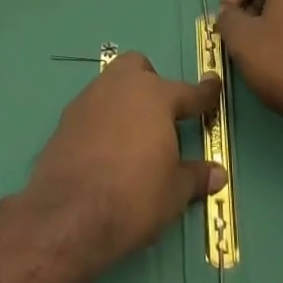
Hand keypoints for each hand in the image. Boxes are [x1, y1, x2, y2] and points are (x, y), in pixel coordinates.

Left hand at [22, 53, 225, 272]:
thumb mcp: (174, 192)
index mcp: (155, 97)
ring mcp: (89, 99)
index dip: (204, 93)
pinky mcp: (65, 119)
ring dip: (125, 100)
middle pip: (139, 67)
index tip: (213, 85)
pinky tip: (106, 148)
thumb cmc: (133, 197)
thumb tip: (217, 173)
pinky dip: (103, 119)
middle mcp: (120, 87)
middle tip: (161, 117)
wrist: (68, 215)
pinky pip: (92, 108)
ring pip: (111, 84)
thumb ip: (195, 176)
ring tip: (133, 135)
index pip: (188, 91)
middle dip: (152, 83)